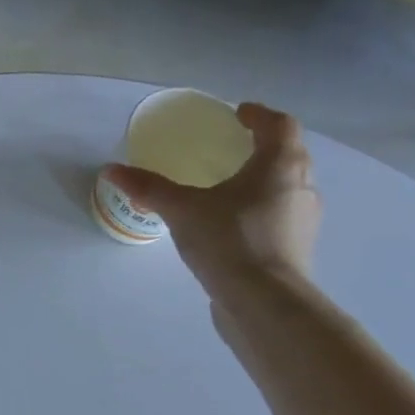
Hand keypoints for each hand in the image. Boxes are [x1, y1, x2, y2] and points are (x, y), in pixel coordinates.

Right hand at [101, 102, 319, 295]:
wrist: (264, 302)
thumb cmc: (230, 241)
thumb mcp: (182, 210)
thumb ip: (149, 188)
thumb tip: (111, 169)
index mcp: (280, 165)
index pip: (279, 125)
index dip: (258, 115)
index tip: (238, 113)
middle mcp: (301, 185)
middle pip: (287, 154)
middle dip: (262, 146)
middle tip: (231, 147)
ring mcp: (302, 219)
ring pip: (285, 187)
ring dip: (262, 180)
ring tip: (229, 186)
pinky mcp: (295, 247)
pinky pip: (278, 215)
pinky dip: (259, 209)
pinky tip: (231, 224)